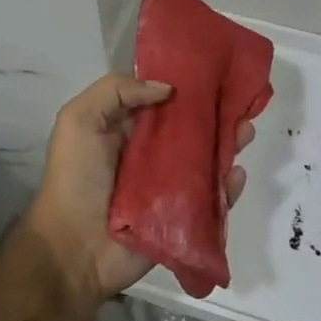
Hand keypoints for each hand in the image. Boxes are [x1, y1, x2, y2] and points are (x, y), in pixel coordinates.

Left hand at [27, 74, 254, 301]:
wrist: (74, 249)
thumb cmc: (75, 178)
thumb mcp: (79, 119)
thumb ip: (116, 91)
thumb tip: (167, 88)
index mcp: (127, 128)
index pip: (162, 100)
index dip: (184, 86)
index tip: (212, 71)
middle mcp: (151, 154)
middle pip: (190, 128)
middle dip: (215, 114)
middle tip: (238, 104)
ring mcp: (169, 186)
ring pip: (206, 159)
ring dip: (228, 144)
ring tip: (246, 131)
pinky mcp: (182, 217)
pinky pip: (211, 198)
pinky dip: (228, 186)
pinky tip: (237, 174)